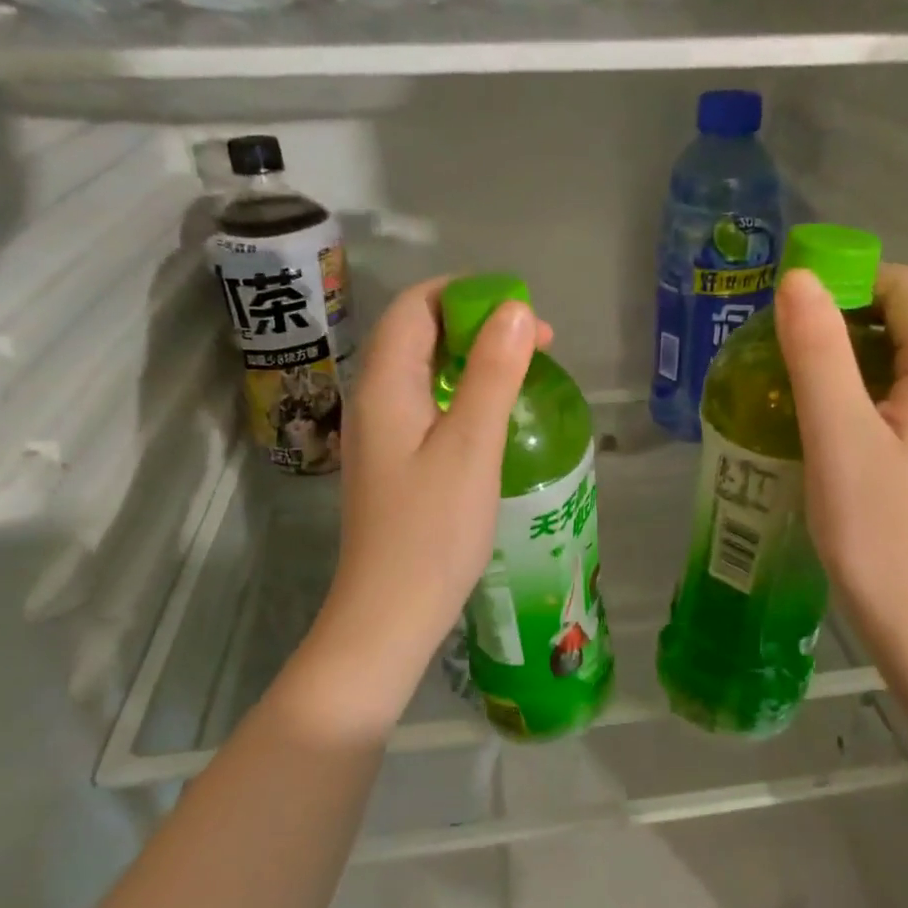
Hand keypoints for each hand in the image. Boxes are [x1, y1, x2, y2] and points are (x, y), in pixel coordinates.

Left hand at [316, 278, 550, 699]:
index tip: (522, 312)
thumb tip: (515, 310)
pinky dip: (460, 392)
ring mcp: (378, 433)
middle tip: (535, 344)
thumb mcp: (471, 445)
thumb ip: (492, 373)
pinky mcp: (391, 462)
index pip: (416, 306)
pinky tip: (492, 416)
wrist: (389, 613)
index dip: (467, 294)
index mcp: (385, 384)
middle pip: (417, 333)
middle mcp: (373, 399)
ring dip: (470, 358)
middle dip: (474, 323)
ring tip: (521, 372)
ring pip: (422, 370)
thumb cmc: (433, 531)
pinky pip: (425, 404)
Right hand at [774, 264, 907, 666]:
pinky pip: (903, 396)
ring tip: (793, 381)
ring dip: (849, 357)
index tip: (793, 310)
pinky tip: (823, 422)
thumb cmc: (878, 529)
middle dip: (845, 318)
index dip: (851, 280)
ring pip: (904, 360)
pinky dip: (862, 391)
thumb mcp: (837, 435)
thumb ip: (818, 353)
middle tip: (783, 347)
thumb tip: (797, 279)